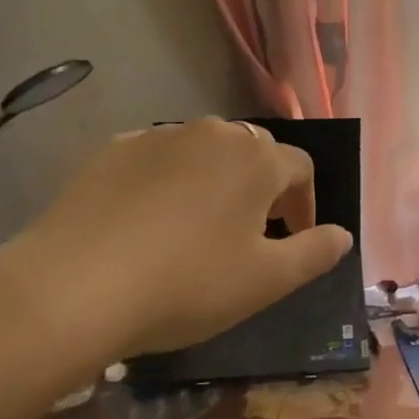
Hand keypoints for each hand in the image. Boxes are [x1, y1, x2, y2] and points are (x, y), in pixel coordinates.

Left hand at [0, 118, 352, 418]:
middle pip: (254, 153)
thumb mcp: (265, 282)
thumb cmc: (186, 285)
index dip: (305, 203)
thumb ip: (314, 253)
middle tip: (248, 234)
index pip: (301, 168)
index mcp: (257, 159)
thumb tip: (344, 234)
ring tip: (196, 226)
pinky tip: (147, 219)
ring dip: (214, 180)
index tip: (292, 238)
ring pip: (204, 151)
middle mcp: (215, 133)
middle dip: (261, 188)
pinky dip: (167, 179)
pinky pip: (158, 158)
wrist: (74, 286)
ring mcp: (161, 136)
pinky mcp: (115, 148)